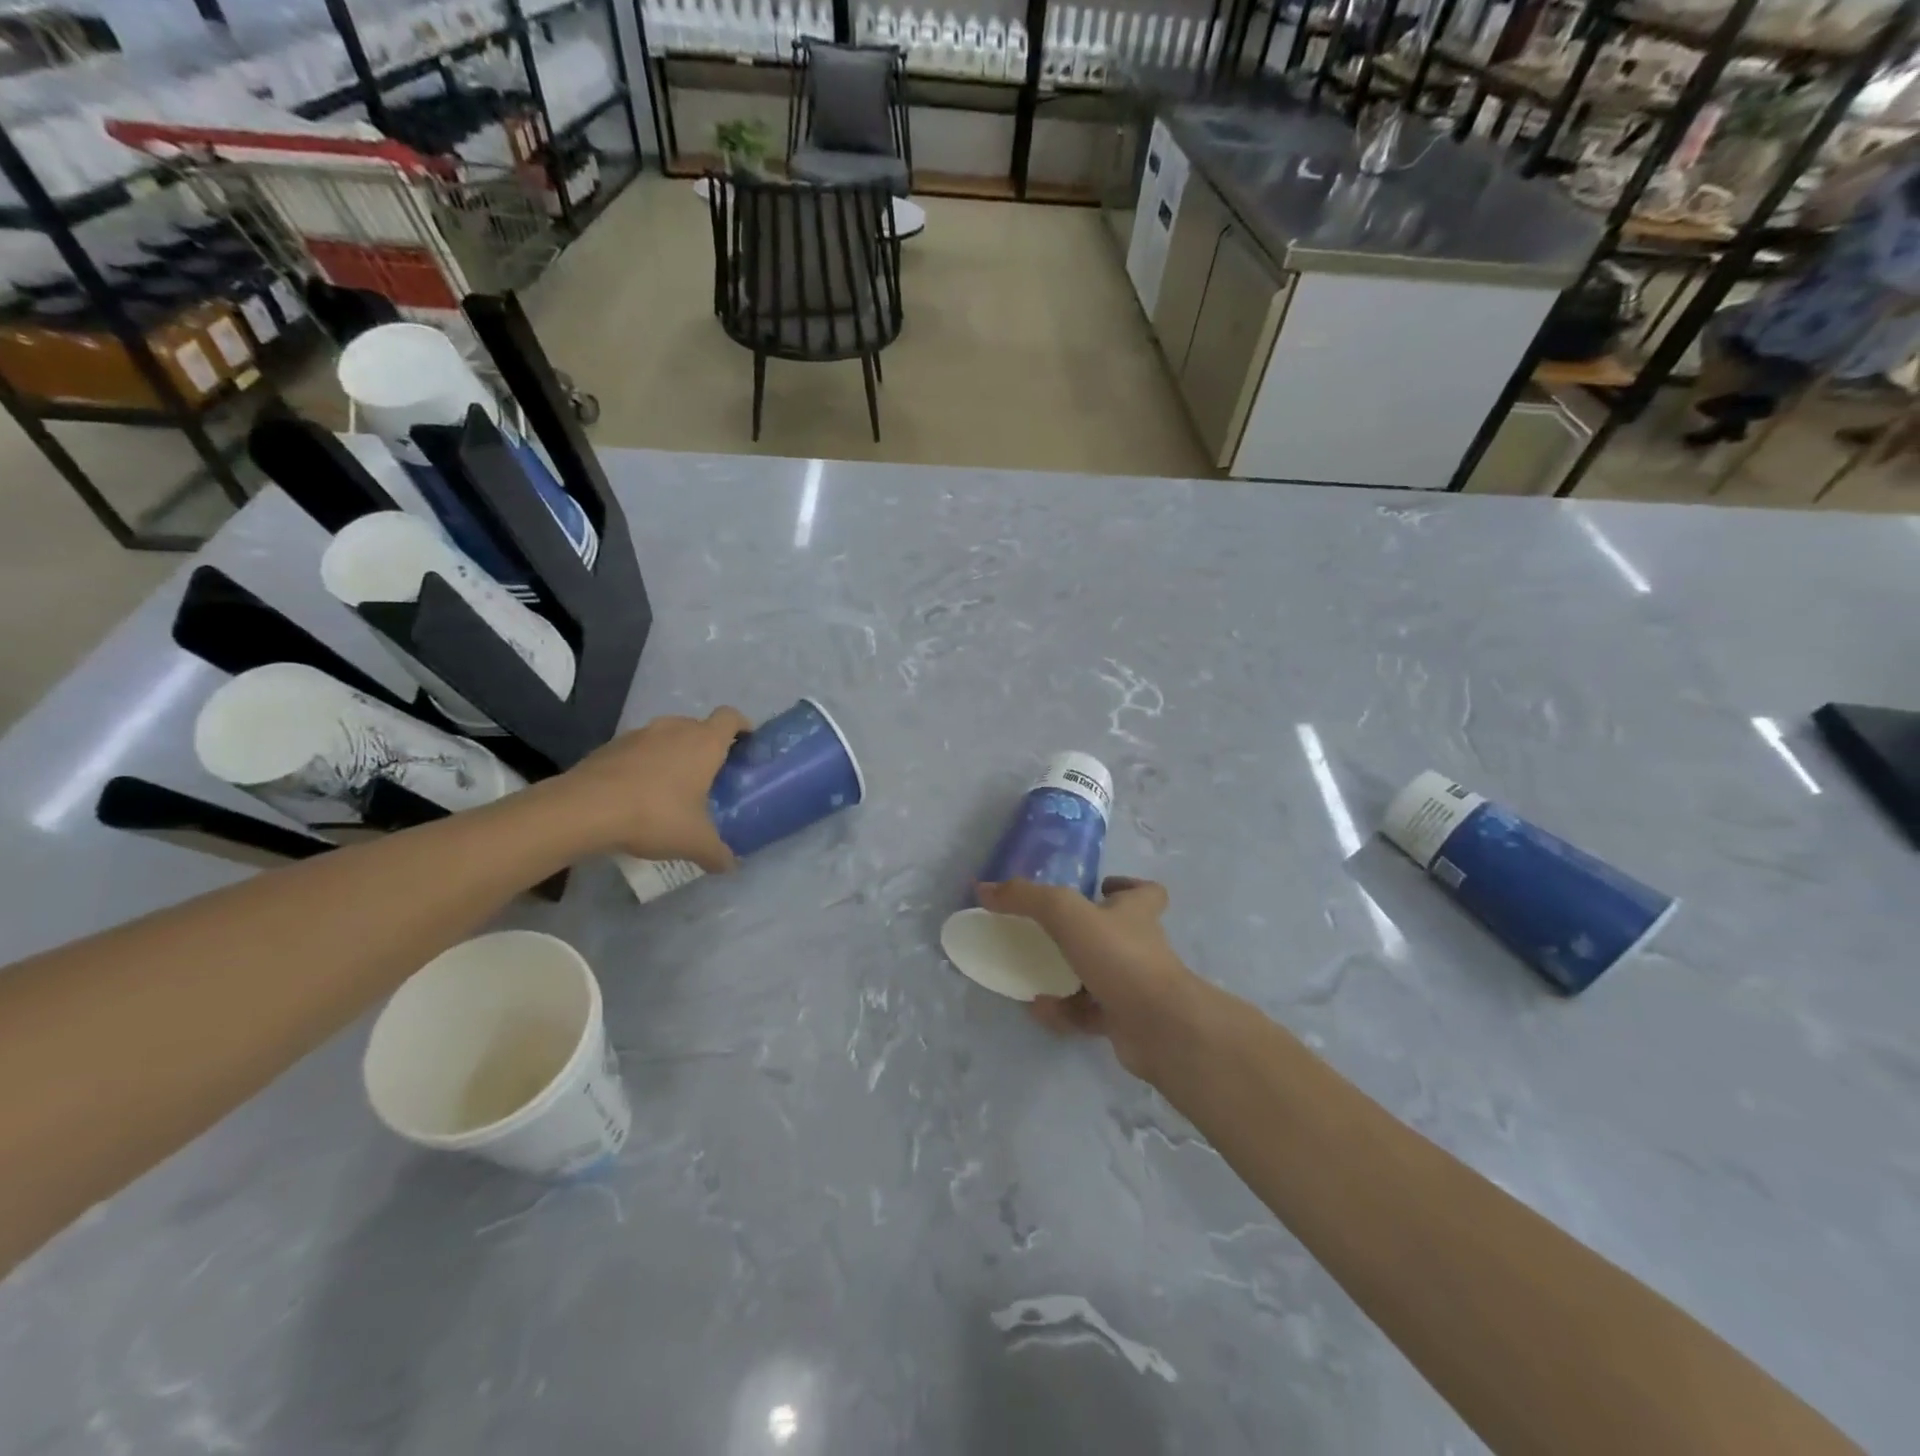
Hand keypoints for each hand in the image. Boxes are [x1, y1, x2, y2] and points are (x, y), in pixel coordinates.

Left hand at [557, 708, 750, 868]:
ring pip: (667, 736)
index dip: (742, 726)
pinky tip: (638, 793)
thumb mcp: (695, 842)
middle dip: (706, 746)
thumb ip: (717, 853)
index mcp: (704, 742)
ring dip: (673, 753)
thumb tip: (730, 866)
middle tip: (709, 776)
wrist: (584, 809)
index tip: (746, 745)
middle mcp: (674, 729)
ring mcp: (639, 734)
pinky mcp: (610, 745)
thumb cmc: (655, 815)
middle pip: (698, 726)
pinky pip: (638, 749)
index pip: (731, 717)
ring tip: (671, 786)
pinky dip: (644, 764)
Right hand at [975, 876, 1200, 1079]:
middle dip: (1086, 933)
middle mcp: (1140, 947)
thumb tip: (984, 887)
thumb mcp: (1066, 914)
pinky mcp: (1126, 1022)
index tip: (1100, 886)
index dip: (1127, 886)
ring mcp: (1135, 987)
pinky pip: (1088, 1014)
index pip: (1146, 892)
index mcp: (1136, 913)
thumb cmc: (1119, 957)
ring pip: (1100, 976)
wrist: (1158, 1027)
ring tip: (1034, 971)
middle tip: (1051, 931)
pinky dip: (1063, 1011)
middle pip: (1119, 933)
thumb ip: (1026, 898)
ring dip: (1068, 974)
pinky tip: (1040, 1008)